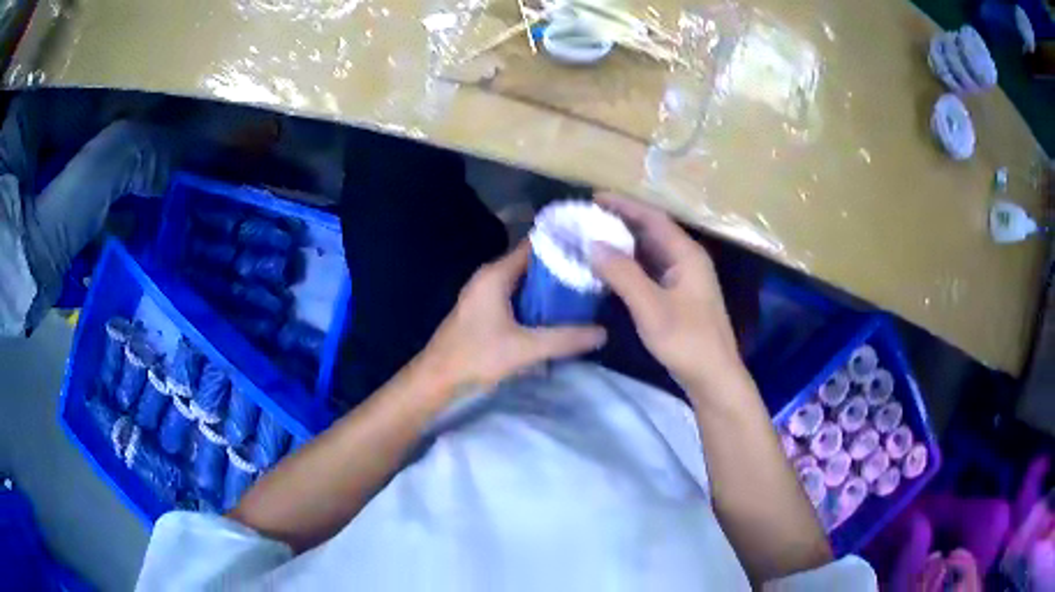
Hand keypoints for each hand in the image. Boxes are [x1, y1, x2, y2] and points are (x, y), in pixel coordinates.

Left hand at [418, 240, 607, 397]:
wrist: (437, 378)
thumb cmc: (476, 356)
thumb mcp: (525, 348)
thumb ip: (565, 339)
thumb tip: (603, 332)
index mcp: (496, 275)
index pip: (535, 245)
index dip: (563, 244)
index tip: (592, 249)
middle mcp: (490, 277)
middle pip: (532, 264)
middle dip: (562, 268)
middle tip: (595, 275)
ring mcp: (486, 294)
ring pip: (525, 283)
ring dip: (551, 288)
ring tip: (586, 291)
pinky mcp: (485, 311)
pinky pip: (518, 297)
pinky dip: (538, 302)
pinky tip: (558, 313)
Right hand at [590, 193, 742, 398]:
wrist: (714, 377)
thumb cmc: (687, 340)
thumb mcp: (651, 307)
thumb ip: (623, 274)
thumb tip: (593, 244)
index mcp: (686, 254)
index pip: (652, 218)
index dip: (624, 205)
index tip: (593, 198)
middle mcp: (687, 260)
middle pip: (651, 232)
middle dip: (620, 223)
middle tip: (587, 219)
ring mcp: (684, 279)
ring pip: (650, 252)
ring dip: (624, 245)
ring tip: (592, 240)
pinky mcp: (679, 296)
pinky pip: (651, 271)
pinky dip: (630, 266)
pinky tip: (611, 271)